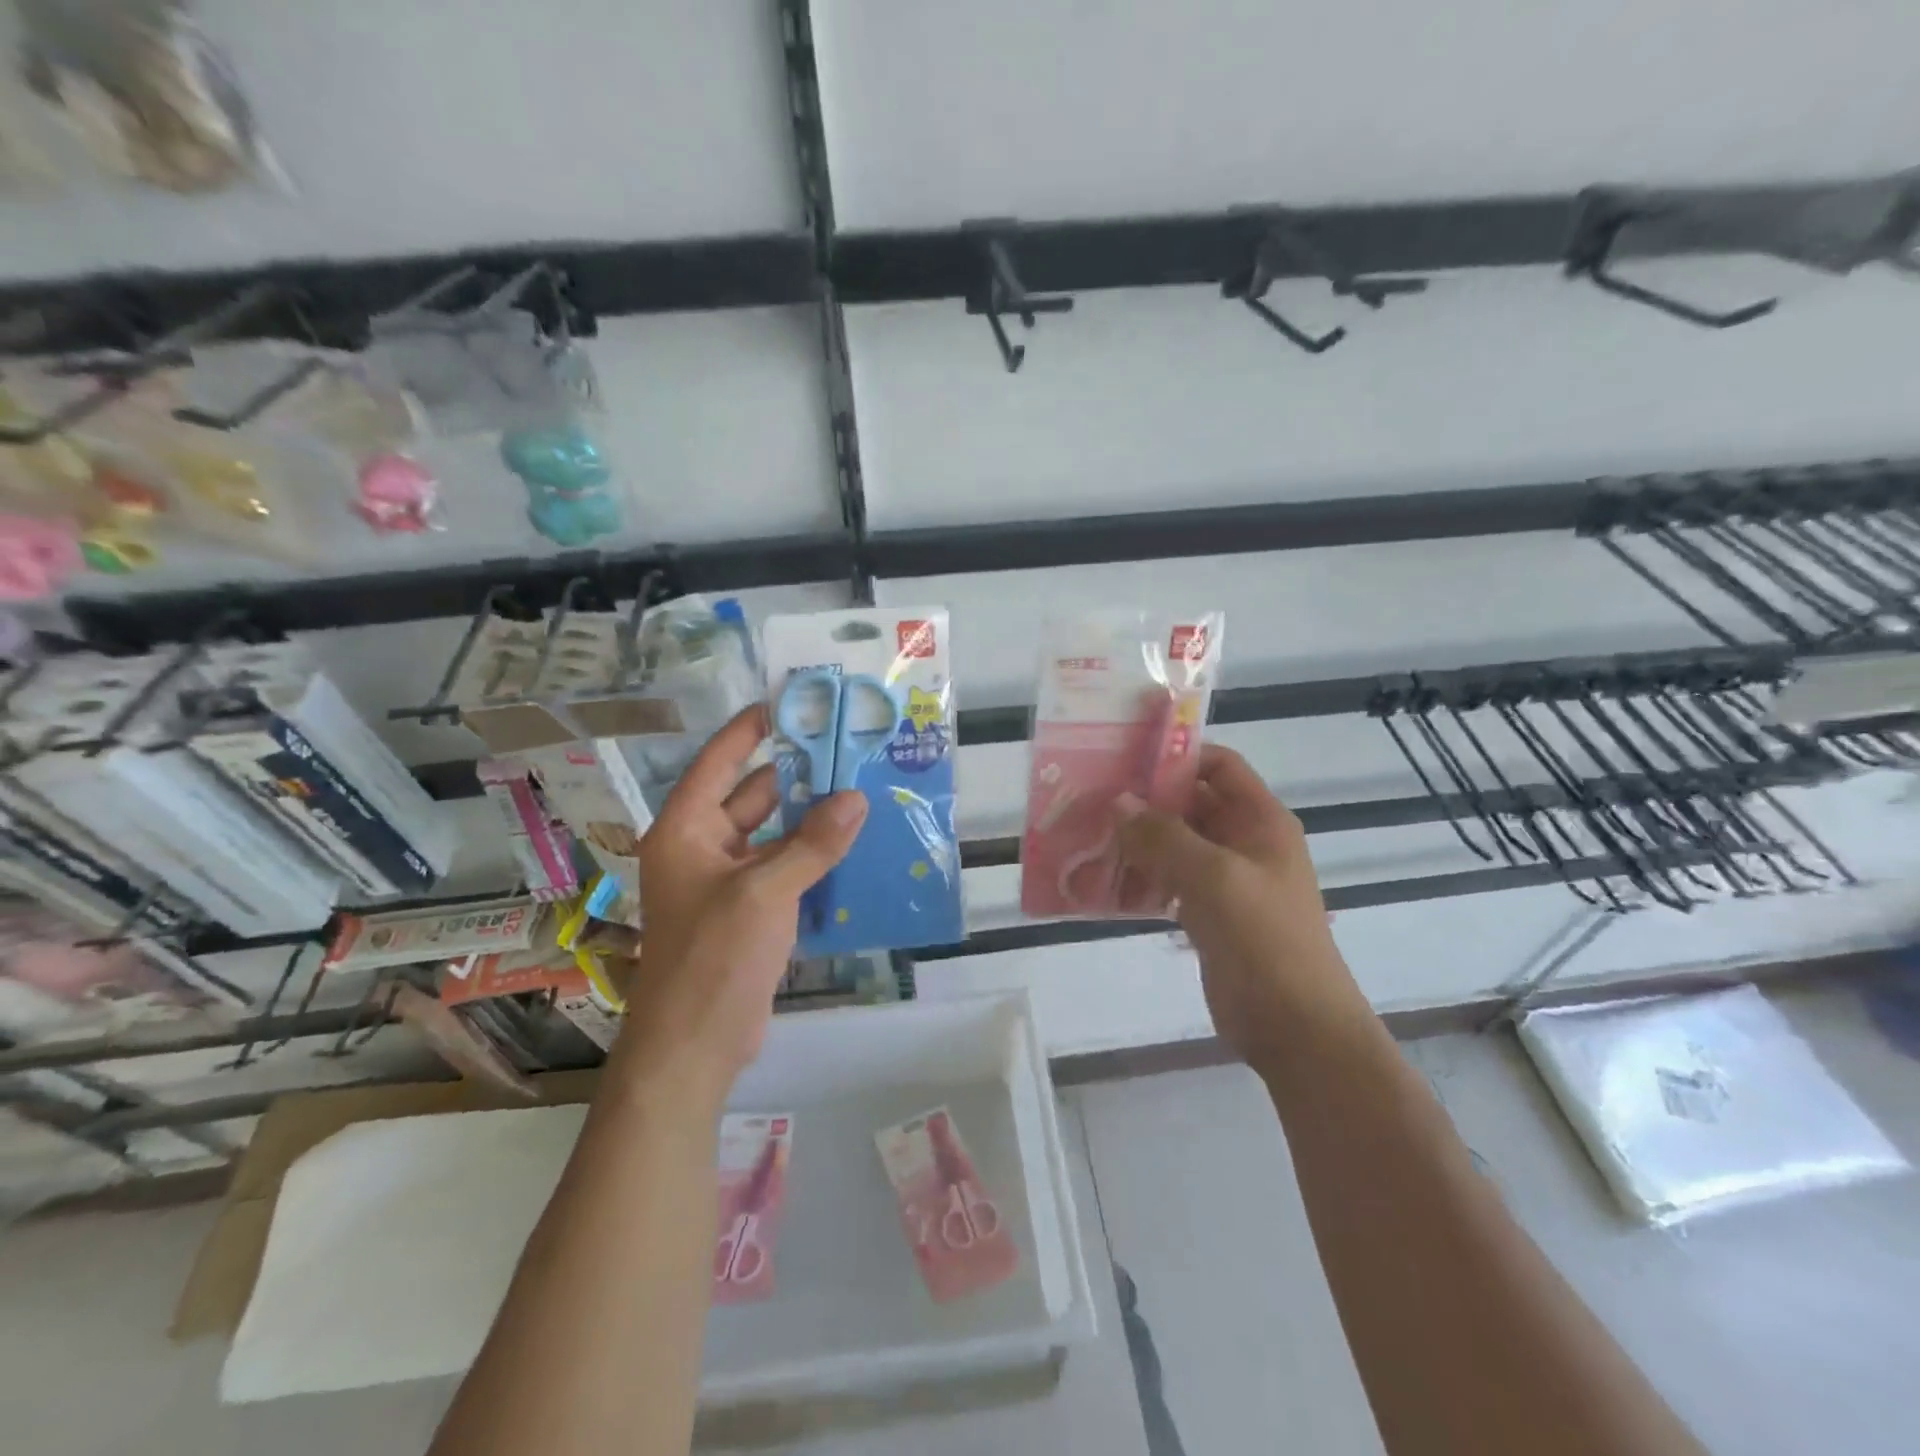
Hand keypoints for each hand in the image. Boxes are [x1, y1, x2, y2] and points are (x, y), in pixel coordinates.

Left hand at [615, 705, 866, 1101]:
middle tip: (849, 747)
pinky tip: (855, 843)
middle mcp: (704, 846)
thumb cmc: (713, 958)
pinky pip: (785, 867)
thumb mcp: (764, 893)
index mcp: (686, 829)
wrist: (694, 1047)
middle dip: (798, 773)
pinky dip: (814, 854)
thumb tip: (857, 798)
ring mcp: (728, 880)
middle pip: (753, 794)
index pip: (719, 761)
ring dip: (812, 816)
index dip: (752, 729)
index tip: (792, 700)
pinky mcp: (750, 910)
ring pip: (774, 833)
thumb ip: (812, 844)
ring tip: (863, 788)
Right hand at [1115, 745, 1359, 1062]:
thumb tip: (1117, 802)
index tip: (1125, 759)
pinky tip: (1104, 880)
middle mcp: (1244, 842)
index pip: (1219, 766)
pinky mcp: (1209, 914)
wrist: (1296, 1028)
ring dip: (1138, 839)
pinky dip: (1141, 876)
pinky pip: (1170, 881)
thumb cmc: (1264, 940)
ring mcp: (1226, 880)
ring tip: (1088, 835)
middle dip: (1145, 800)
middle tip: (1092, 798)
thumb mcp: (1214, 878)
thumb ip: (1163, 837)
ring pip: (1176, 844)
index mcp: (1260, 820)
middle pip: (1191, 803)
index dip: (1177, 756)